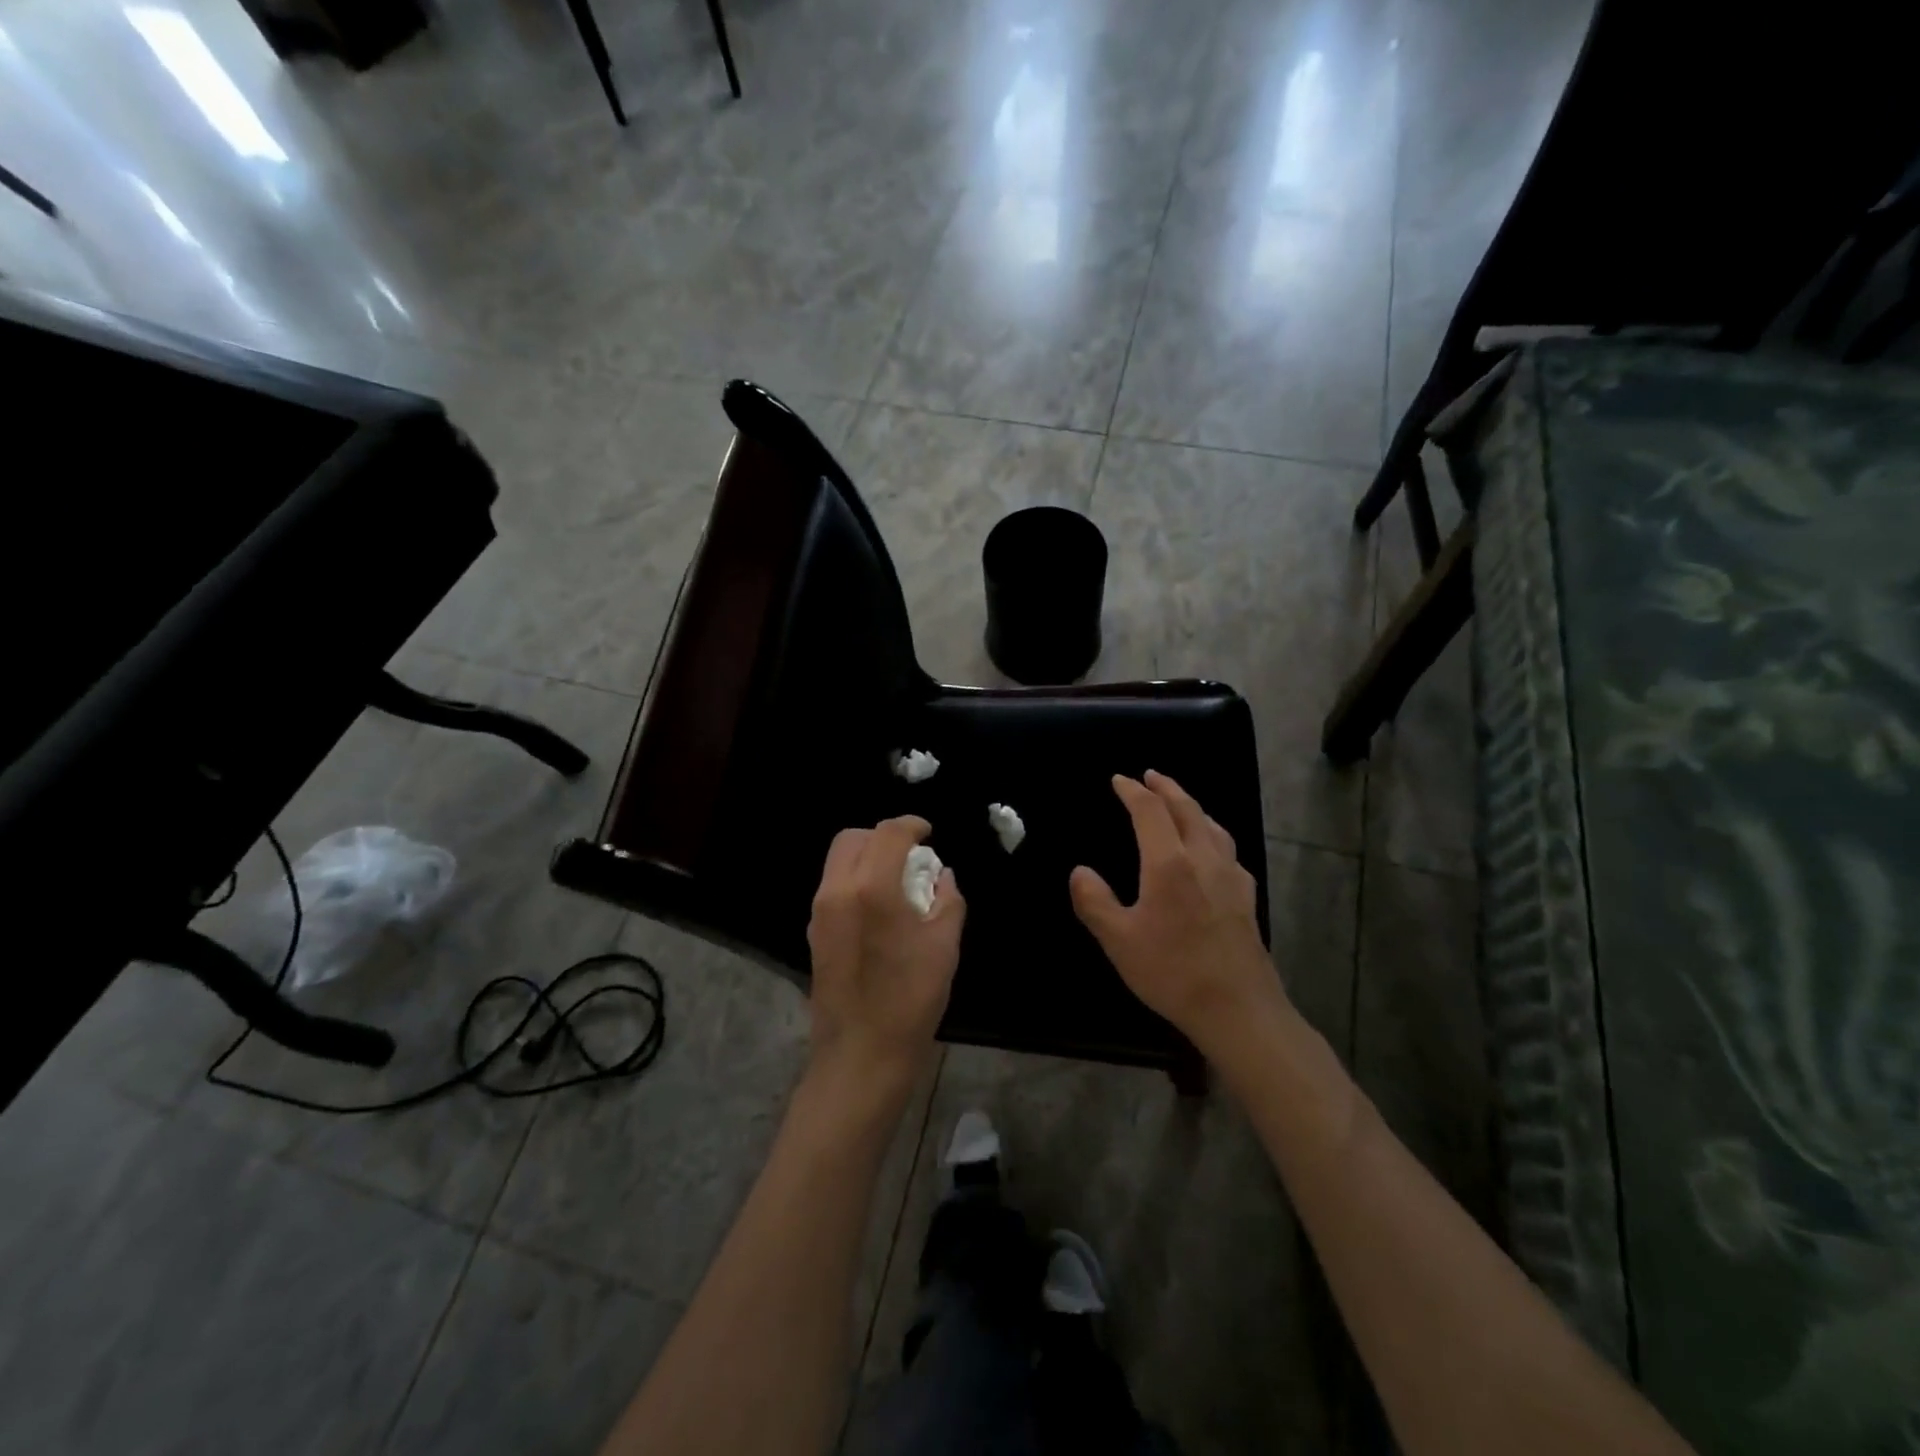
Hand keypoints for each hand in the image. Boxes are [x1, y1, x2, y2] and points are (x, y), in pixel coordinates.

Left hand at [806, 816, 964, 1102]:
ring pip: (839, 861)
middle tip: (910, 855)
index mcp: (872, 888)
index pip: (888, 834)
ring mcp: (820, 912)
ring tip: (897, 880)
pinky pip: (834, 887)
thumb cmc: (910, 999)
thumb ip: (947, 900)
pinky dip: (856, 880)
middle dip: (882, 836)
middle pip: (852, 838)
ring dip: (867, 857)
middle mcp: (838, 891)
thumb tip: (942, 876)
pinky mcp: (814, 933)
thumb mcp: (944, 946)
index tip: (928, 833)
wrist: (861, 1055)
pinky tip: (880, 907)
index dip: (911, 825)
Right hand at [1069, 771, 1283, 1054]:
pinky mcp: (1246, 895)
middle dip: (1166, 788)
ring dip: (1191, 805)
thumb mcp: (1119, 941)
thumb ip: (1095, 902)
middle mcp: (1203, 858)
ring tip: (1178, 802)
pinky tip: (1210, 848)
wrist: (1239, 1009)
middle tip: (1150, 775)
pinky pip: (1226, 847)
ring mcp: (1230, 875)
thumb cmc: (1173, 972)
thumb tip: (1080, 871)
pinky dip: (1210, 831)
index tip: (1119, 779)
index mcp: (1169, 863)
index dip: (1133, 791)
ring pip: (1211, 825)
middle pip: (1186, 808)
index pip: (1150, 811)